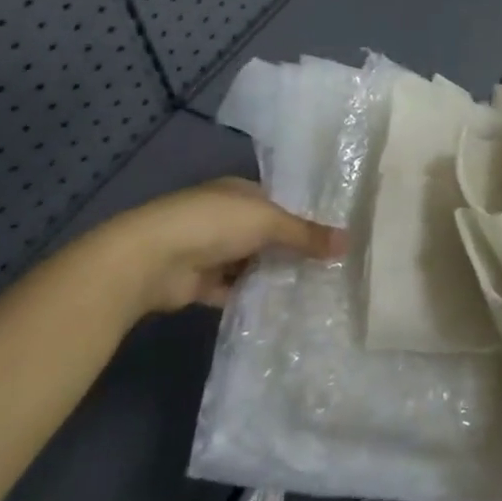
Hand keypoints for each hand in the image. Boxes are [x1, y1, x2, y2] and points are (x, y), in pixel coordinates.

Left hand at [96, 177, 343, 313]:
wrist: (152, 259)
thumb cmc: (214, 223)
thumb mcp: (269, 222)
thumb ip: (306, 234)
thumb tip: (349, 241)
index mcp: (239, 192)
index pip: (278, 201)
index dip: (304, 215)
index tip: (333, 234)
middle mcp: (225, 217)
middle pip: (266, 233)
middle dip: (292, 248)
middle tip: (331, 266)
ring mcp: (211, 250)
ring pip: (251, 263)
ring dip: (272, 274)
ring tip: (314, 289)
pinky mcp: (200, 283)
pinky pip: (234, 290)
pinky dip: (252, 297)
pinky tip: (281, 308)